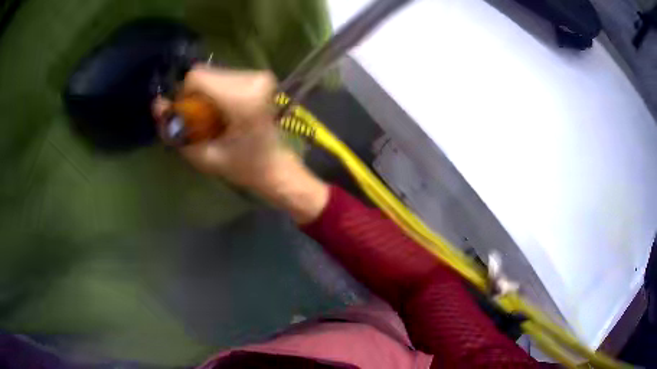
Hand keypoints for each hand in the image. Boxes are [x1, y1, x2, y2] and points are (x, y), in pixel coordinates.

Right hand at [153, 66, 328, 222]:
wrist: (274, 166)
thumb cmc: (242, 167)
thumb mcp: (203, 157)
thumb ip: (175, 133)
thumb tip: (157, 104)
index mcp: (243, 100)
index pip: (198, 77)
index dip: (184, 94)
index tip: (187, 116)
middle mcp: (254, 80)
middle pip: (204, 74)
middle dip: (194, 95)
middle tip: (200, 120)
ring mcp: (260, 76)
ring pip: (213, 73)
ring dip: (205, 93)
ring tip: (214, 118)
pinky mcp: (261, 77)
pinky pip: (224, 76)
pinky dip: (216, 91)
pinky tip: (224, 110)